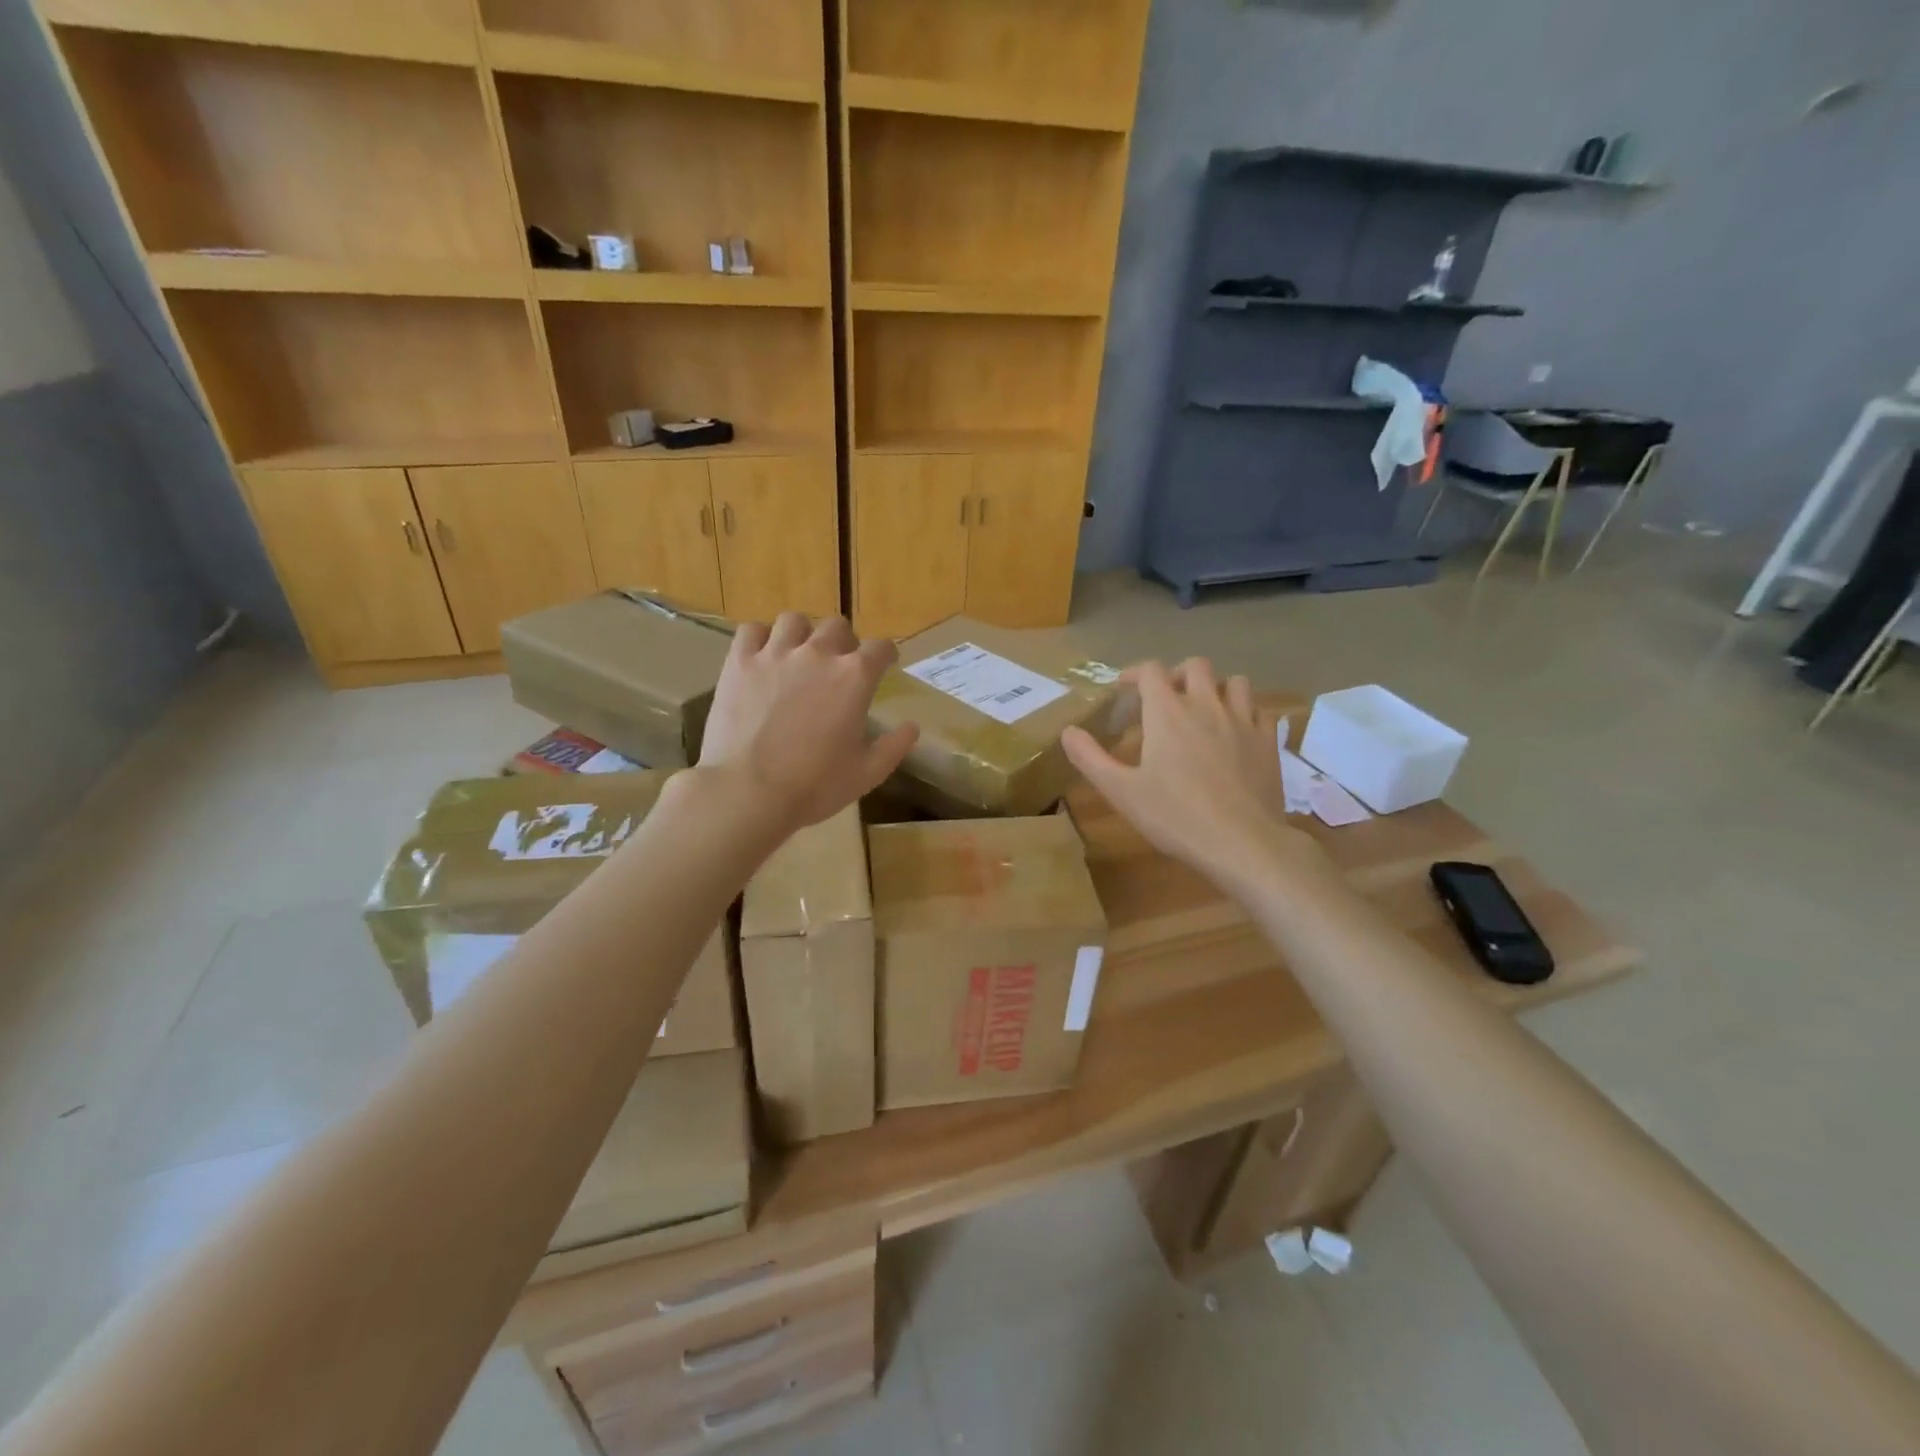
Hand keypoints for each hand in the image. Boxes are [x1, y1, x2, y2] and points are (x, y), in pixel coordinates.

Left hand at [699, 613, 918, 831]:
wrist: (749, 792)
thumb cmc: (815, 786)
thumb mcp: (868, 773)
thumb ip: (894, 746)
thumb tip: (912, 727)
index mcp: (855, 677)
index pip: (881, 648)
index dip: (886, 654)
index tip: (885, 663)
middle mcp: (818, 653)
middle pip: (838, 626)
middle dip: (844, 642)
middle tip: (839, 664)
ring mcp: (775, 654)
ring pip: (794, 621)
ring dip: (802, 634)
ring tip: (799, 654)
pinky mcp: (739, 662)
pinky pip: (751, 630)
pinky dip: (760, 638)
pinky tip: (762, 656)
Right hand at [1062, 659, 1322, 890]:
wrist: (1242, 842)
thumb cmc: (1175, 816)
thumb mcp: (1121, 791)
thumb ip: (1090, 758)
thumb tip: (1067, 732)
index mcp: (1167, 712)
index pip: (1151, 671)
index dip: (1135, 673)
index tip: (1124, 688)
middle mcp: (1206, 704)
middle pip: (1196, 666)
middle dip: (1177, 674)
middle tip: (1166, 698)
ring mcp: (1243, 720)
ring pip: (1234, 681)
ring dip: (1216, 687)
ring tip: (1205, 709)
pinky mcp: (1268, 741)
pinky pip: (1260, 710)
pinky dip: (1247, 712)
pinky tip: (1238, 731)